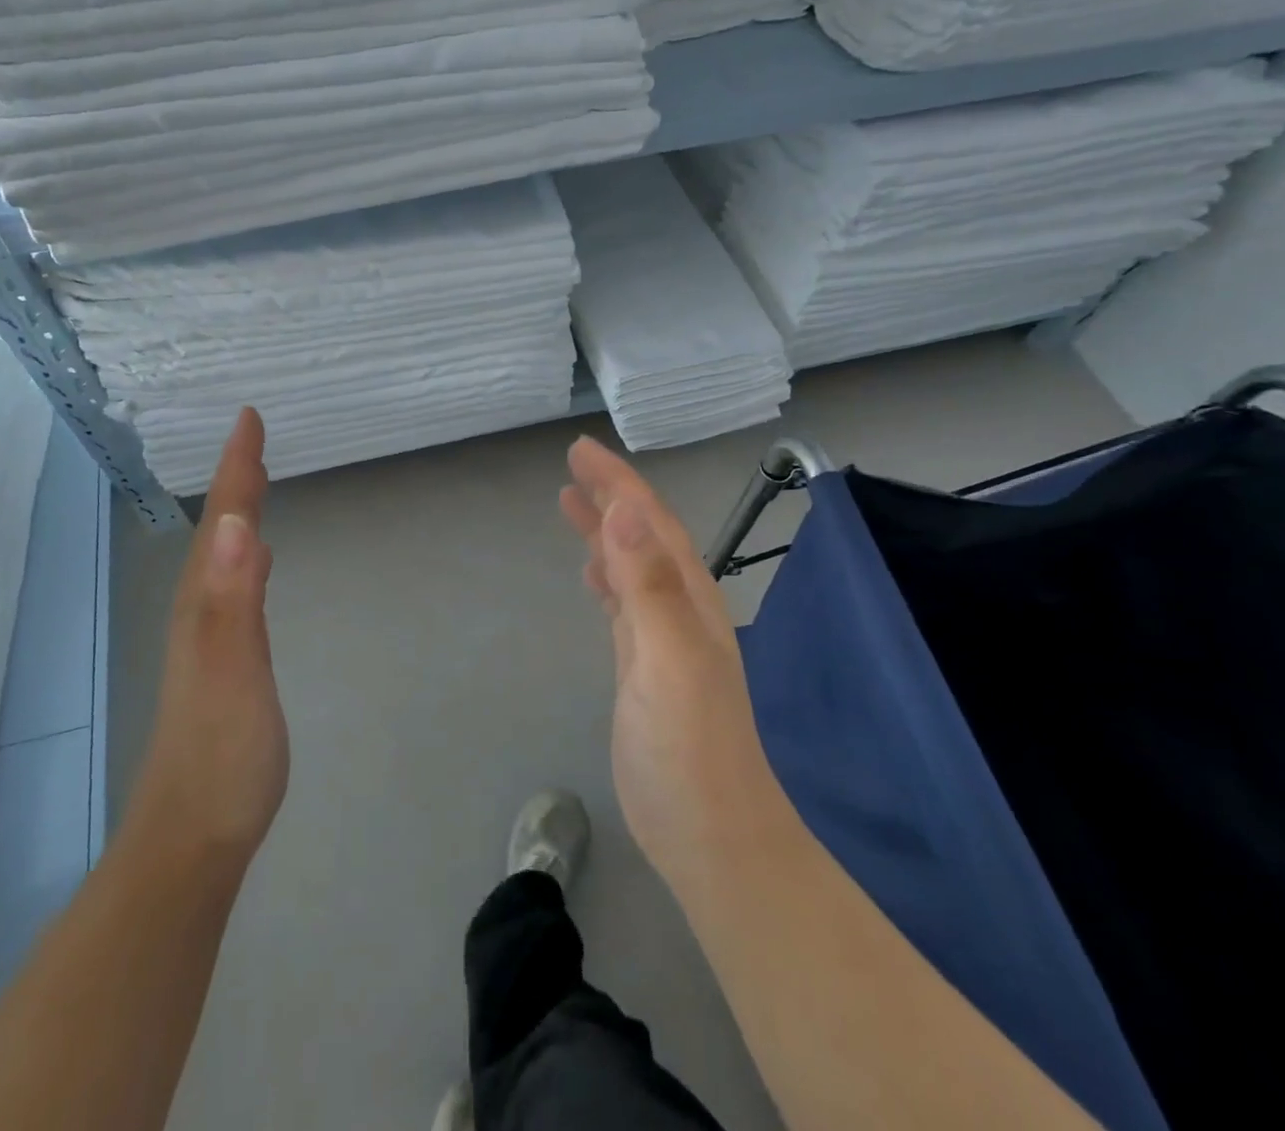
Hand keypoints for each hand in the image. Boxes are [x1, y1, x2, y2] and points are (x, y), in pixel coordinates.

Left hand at [126, 408, 286, 867]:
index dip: (237, 469)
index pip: (225, 523)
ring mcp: (209, 638)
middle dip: (236, 481)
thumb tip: (241, 524)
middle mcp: (200, 611)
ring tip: (256, 482)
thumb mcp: (233, 672)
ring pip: (224, 556)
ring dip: (239, 513)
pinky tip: (259, 559)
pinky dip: (247, 556)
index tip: (249, 419)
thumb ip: (235, 600)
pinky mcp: (223, 662)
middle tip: (253, 439)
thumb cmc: (222, 756)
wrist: (194, 836)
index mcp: (205, 604)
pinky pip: (235, 586)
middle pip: (220, 531)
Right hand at [559, 436, 780, 888]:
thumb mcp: (670, 659)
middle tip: (573, 467)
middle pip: (642, 536)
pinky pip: (624, 603)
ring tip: (573, 504)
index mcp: (688, 597)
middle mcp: (680, 608)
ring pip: (632, 566)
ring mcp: (663, 639)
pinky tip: (592, 575)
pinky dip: (606, 577)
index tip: (581, 451)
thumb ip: (650, 585)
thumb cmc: (690, 748)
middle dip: (611, 496)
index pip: (650, 522)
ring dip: (606, 532)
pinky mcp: (644, 668)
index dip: (618, 483)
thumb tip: (628, 510)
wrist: (711, 835)